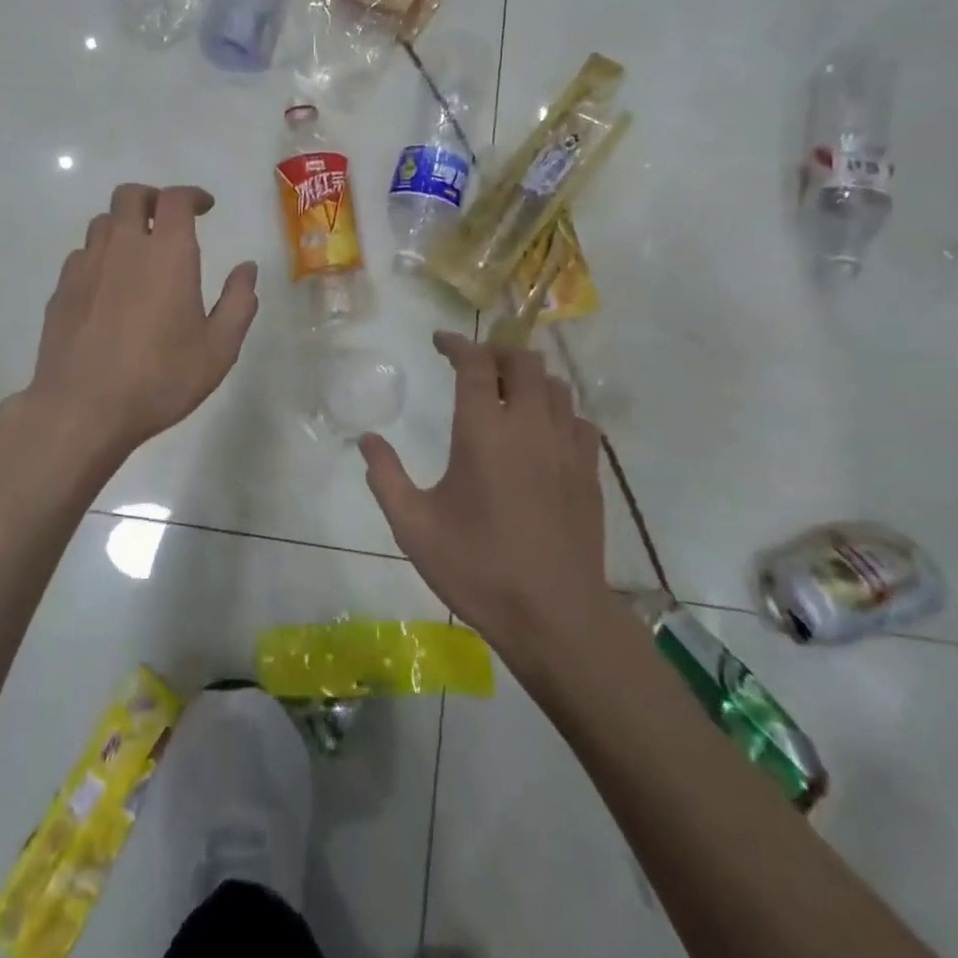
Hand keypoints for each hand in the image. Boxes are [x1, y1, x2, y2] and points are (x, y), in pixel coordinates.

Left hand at [21, 183, 257, 457]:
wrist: (81, 410)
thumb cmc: (160, 379)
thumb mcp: (218, 349)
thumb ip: (238, 302)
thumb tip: (247, 268)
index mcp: (167, 254)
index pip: (175, 200)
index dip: (192, 195)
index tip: (205, 206)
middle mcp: (123, 247)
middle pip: (130, 196)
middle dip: (153, 198)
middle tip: (169, 219)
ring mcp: (86, 267)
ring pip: (102, 222)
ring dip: (125, 225)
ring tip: (140, 251)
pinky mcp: (61, 290)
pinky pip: (82, 254)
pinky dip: (101, 255)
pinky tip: (110, 285)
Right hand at [359, 332, 608, 664]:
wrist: (554, 615)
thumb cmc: (478, 568)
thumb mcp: (414, 527)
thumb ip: (386, 477)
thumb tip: (367, 439)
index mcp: (484, 432)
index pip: (475, 363)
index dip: (456, 344)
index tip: (440, 342)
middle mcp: (529, 426)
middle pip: (522, 361)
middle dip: (496, 352)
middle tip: (474, 366)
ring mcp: (566, 447)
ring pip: (555, 385)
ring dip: (528, 378)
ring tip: (508, 393)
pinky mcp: (589, 471)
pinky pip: (578, 419)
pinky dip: (558, 411)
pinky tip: (544, 432)